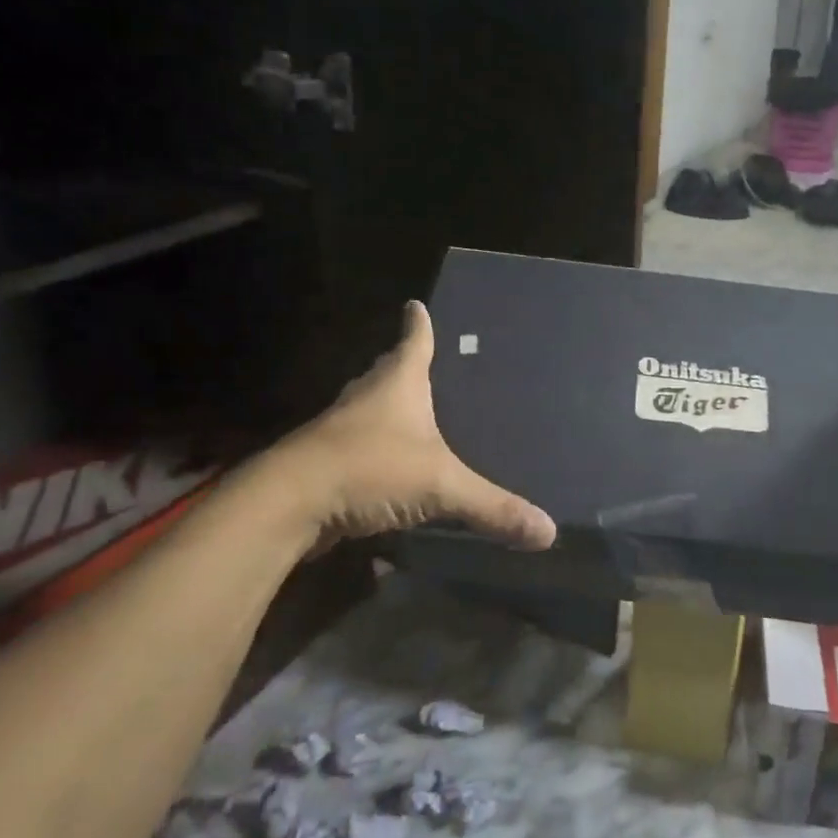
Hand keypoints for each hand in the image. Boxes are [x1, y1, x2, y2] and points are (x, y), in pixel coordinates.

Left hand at [276, 302, 555, 550]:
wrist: (288, 503)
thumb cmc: (369, 468)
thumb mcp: (440, 485)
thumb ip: (492, 507)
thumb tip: (549, 532)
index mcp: (397, 385)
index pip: (413, 342)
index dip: (418, 325)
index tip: (415, 304)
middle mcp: (367, 399)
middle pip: (386, 372)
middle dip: (403, 365)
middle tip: (426, 363)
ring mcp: (342, 431)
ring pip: (370, 410)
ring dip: (387, 409)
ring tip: (415, 416)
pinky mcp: (327, 463)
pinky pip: (360, 447)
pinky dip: (376, 450)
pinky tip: (392, 469)